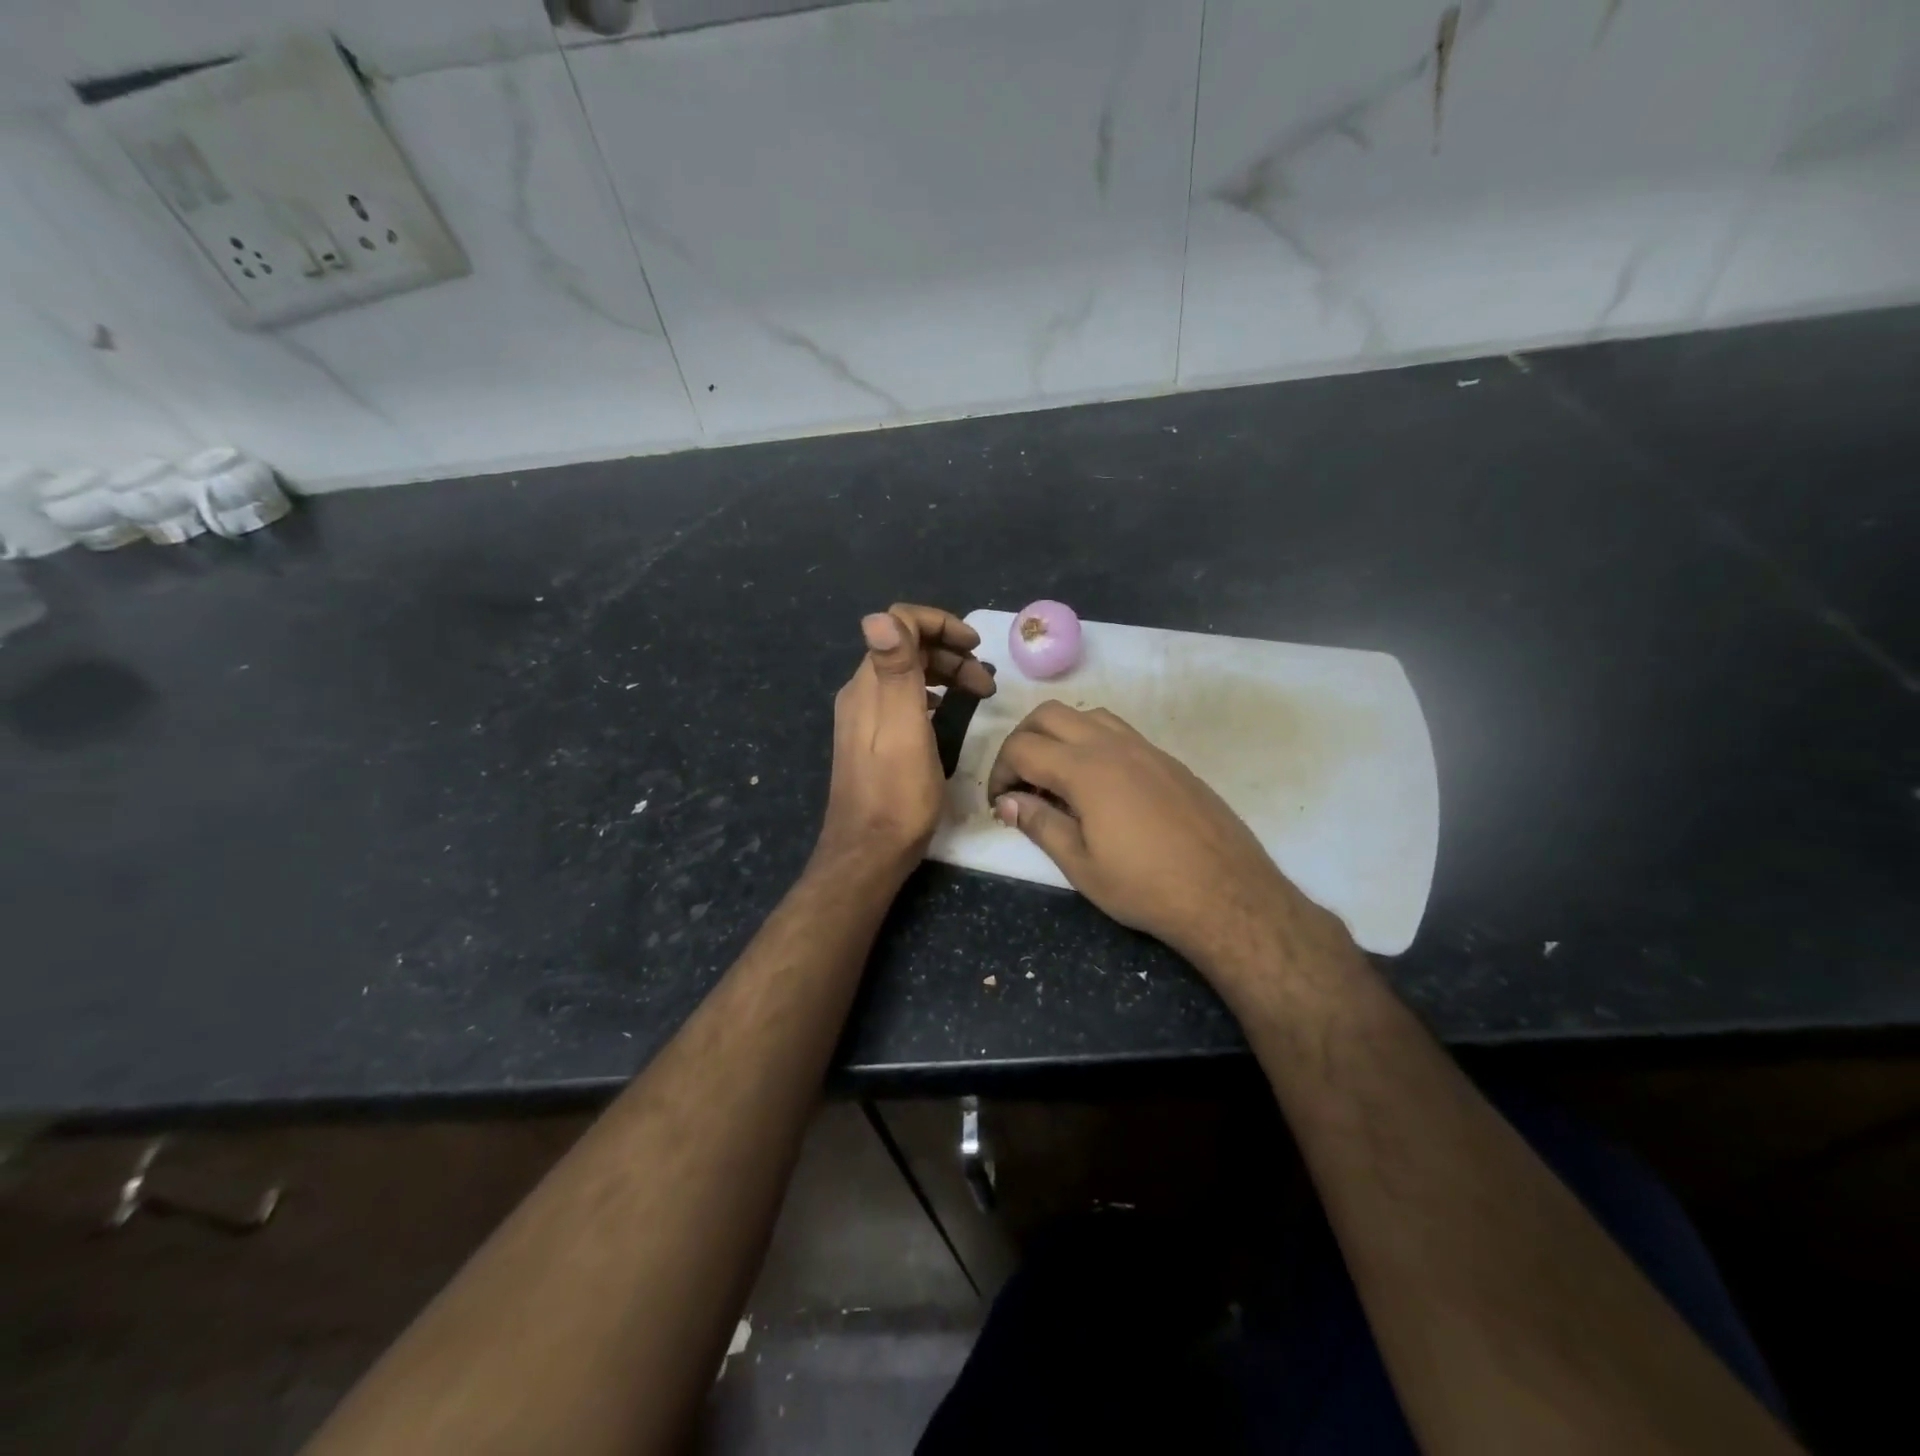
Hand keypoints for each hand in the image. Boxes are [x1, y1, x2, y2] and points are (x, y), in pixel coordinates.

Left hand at [816, 604, 995, 873]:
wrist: (869, 852)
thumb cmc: (897, 794)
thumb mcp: (903, 729)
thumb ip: (895, 671)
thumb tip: (878, 614)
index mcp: (868, 685)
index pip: (898, 623)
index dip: (941, 624)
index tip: (977, 646)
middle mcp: (862, 694)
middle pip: (906, 648)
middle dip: (950, 652)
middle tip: (987, 680)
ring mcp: (865, 718)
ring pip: (907, 675)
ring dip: (945, 673)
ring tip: (978, 693)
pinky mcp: (873, 741)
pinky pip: (905, 700)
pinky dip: (932, 695)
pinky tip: (947, 712)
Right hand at [987, 702, 1343, 977]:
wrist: (1227, 893)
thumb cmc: (1146, 887)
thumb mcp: (1081, 865)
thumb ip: (1040, 824)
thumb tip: (1010, 802)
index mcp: (1085, 769)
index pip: (1022, 748)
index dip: (1000, 772)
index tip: (1001, 804)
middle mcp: (1113, 745)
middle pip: (1050, 714)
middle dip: (1022, 740)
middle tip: (1019, 781)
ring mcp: (1146, 748)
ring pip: (1087, 715)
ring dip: (1059, 735)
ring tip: (1057, 778)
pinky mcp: (1168, 760)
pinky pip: (1119, 732)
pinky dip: (1092, 742)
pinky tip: (1099, 785)